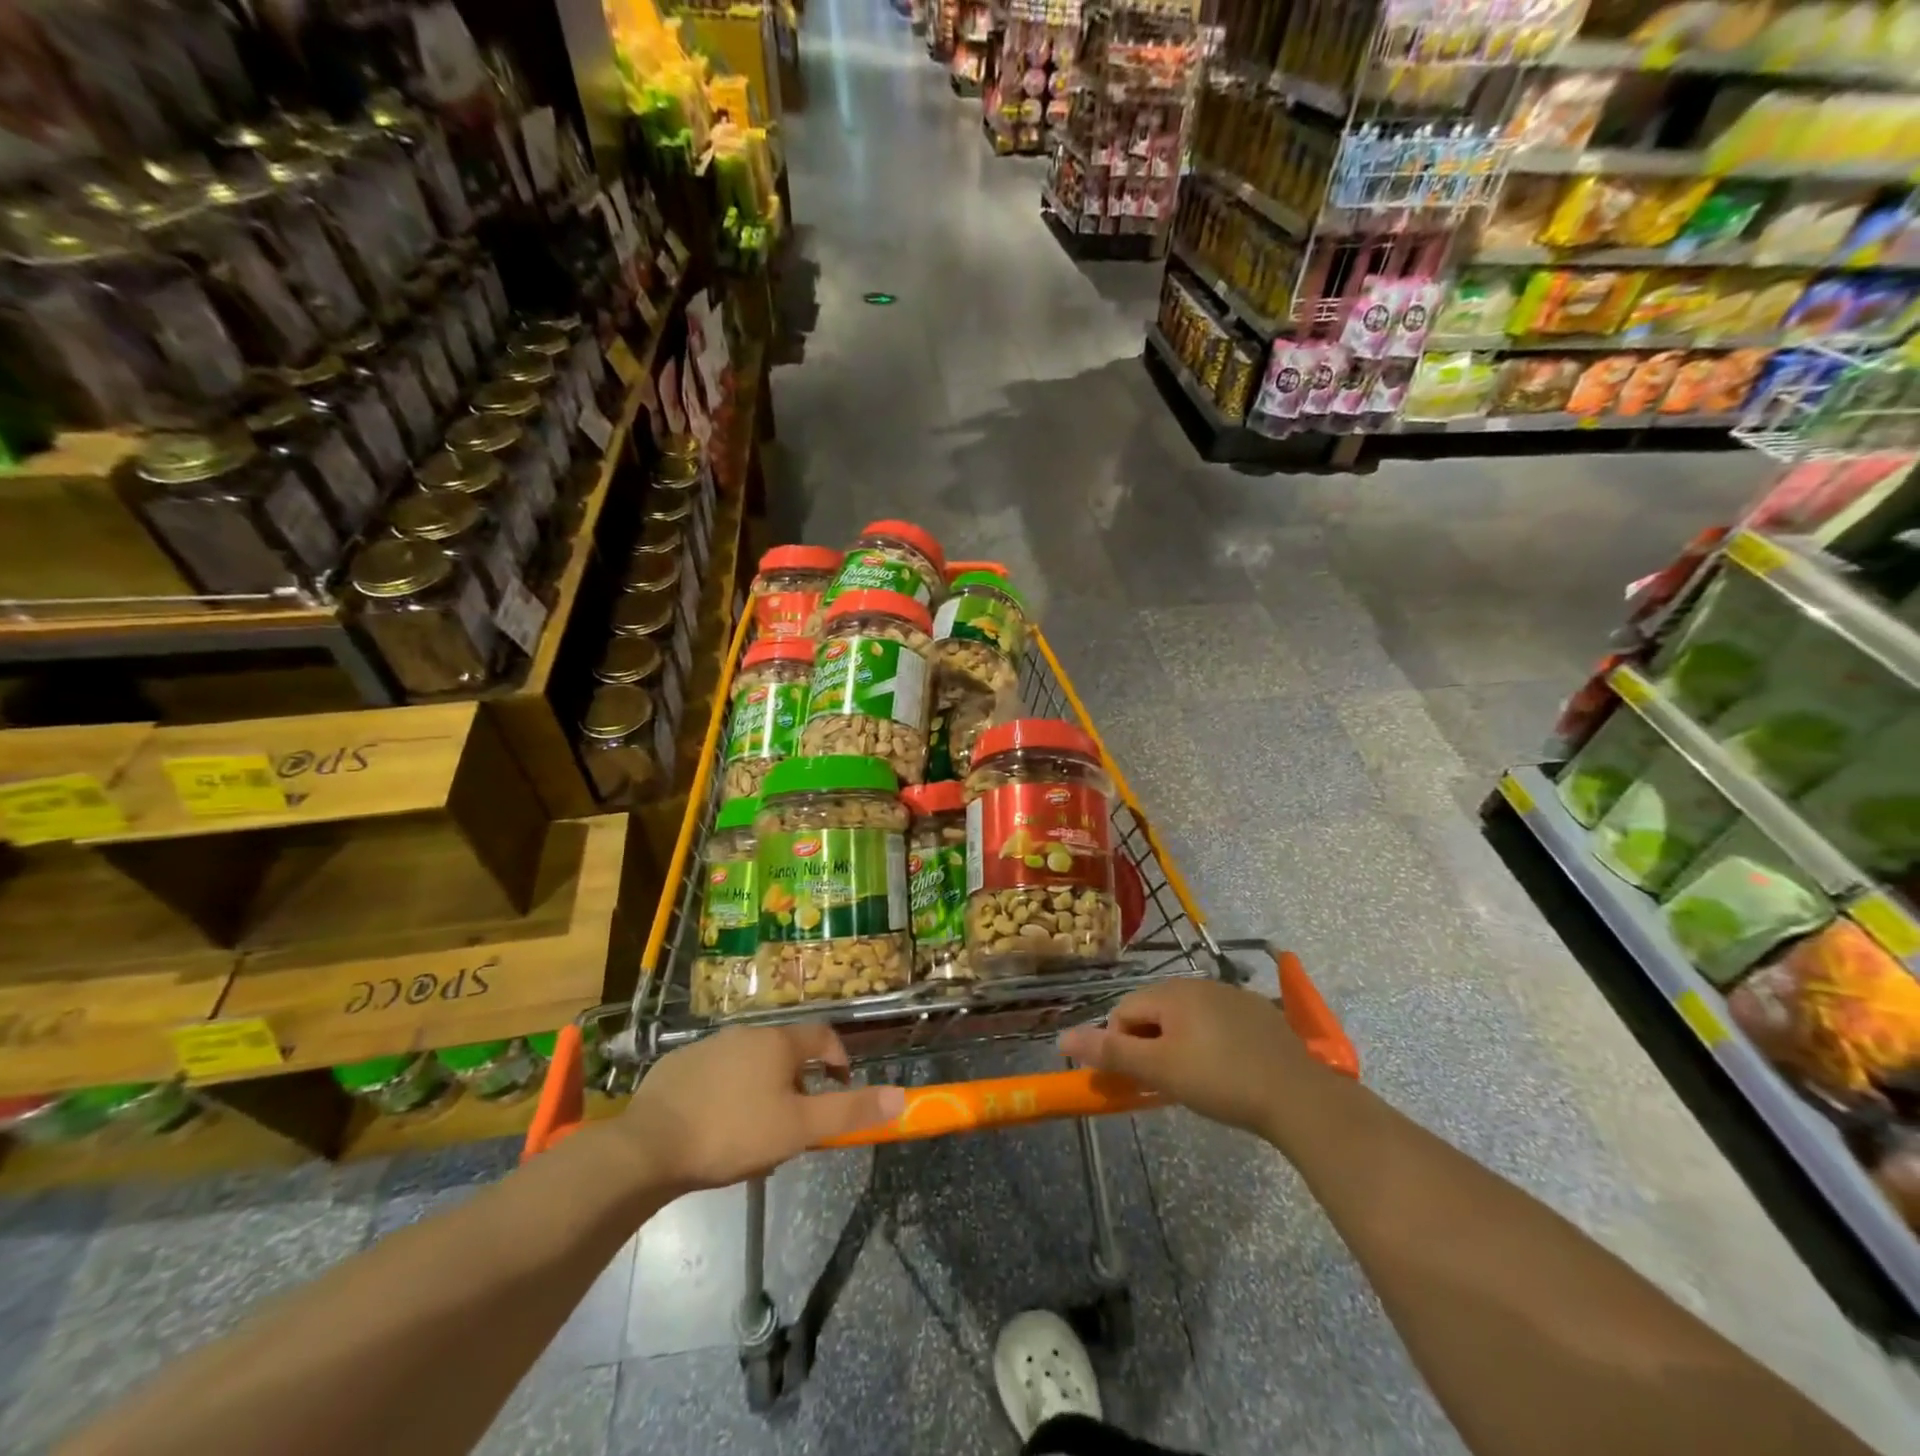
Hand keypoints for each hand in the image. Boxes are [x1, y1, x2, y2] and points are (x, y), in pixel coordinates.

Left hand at [618, 1023, 904, 1191]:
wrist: (648, 1146)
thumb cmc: (734, 1133)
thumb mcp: (799, 1128)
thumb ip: (849, 1112)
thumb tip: (900, 1096)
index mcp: (778, 1042)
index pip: (822, 1036)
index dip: (838, 1058)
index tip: (840, 1085)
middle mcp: (745, 1034)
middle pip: (785, 1053)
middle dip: (797, 1085)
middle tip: (795, 1124)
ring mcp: (708, 1047)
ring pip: (749, 1065)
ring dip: (762, 1091)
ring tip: (755, 1135)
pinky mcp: (676, 1067)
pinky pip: (716, 1075)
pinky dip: (726, 1094)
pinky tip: (715, 1129)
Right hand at [1058, 980, 1318, 1137]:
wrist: (1298, 1096)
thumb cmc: (1219, 1080)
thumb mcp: (1159, 1069)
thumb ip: (1110, 1051)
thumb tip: (1062, 1037)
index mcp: (1171, 991)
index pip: (1124, 1010)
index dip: (1121, 1045)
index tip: (1138, 1079)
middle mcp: (1198, 983)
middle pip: (1155, 1011)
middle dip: (1150, 1044)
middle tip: (1165, 1082)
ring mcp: (1232, 995)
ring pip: (1187, 1017)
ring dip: (1179, 1043)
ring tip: (1196, 1080)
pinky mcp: (1259, 1012)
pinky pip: (1217, 1022)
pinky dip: (1210, 1042)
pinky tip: (1227, 1071)